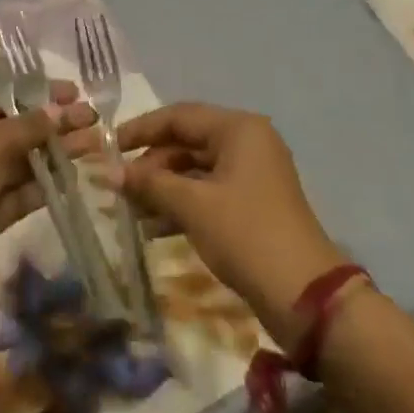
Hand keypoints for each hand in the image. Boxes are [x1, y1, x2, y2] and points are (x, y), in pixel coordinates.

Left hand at [0, 87, 94, 308]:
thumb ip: (26, 128)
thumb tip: (59, 109)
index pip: (3, 95)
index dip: (39, 92)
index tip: (75, 92)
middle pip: (17, 126)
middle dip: (54, 122)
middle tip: (94, 119)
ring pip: (24, 159)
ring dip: (57, 151)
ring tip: (95, 144)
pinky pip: (23, 192)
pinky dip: (48, 183)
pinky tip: (77, 176)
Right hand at [116, 103, 346, 347]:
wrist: (304, 296)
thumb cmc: (245, 234)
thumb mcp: (193, 205)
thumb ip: (150, 184)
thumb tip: (109, 172)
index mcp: (238, 129)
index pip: (180, 116)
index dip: (142, 129)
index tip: (109, 146)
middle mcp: (247, 142)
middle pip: (188, 141)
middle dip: (152, 164)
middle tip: (119, 186)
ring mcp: (252, 174)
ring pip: (196, 169)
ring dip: (163, 188)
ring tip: (131, 211)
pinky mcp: (252, 204)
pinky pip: (208, 192)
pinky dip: (182, 204)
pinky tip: (154, 229)